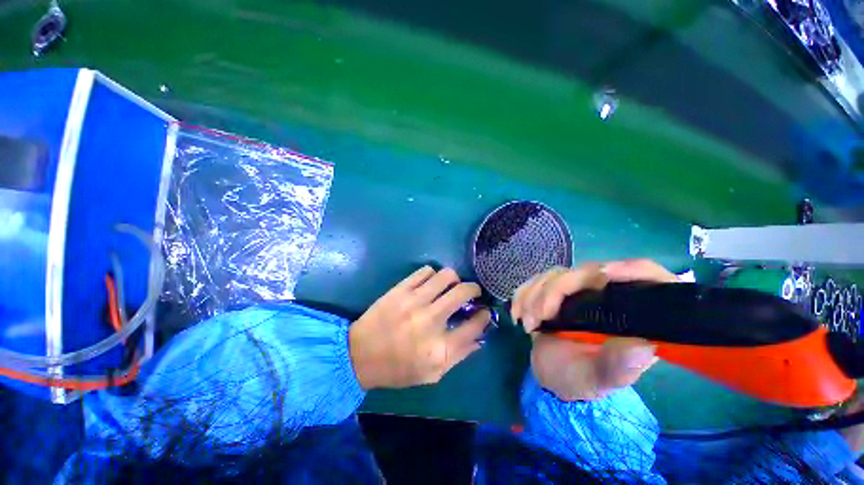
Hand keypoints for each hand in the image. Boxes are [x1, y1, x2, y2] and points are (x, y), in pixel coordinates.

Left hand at [349, 266, 490, 389]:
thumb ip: (459, 356)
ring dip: (454, 279)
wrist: (360, 355)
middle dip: (474, 289)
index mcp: (439, 348)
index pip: (474, 325)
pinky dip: (433, 275)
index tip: (484, 312)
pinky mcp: (400, 289)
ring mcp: (414, 301)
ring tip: (450, 286)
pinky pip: (425, 271)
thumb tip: (480, 338)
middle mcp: (430, 320)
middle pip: (463, 293)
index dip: (484, 316)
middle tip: (472, 292)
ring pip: (446, 275)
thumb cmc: (398, 368)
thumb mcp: (432, 373)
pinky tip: (430, 283)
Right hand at [511, 259, 676, 400]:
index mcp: (630, 315)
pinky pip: (536, 280)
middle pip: (587, 272)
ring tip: (527, 323)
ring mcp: (576, 291)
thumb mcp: (600, 379)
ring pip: (556, 274)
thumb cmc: (580, 379)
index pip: (647, 277)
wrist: (550, 375)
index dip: (632, 269)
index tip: (605, 274)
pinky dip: (523, 293)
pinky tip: (517, 313)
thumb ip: (619, 366)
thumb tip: (642, 344)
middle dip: (556, 290)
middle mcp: (605, 296)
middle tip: (539, 317)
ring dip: (534, 295)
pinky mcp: (552, 291)